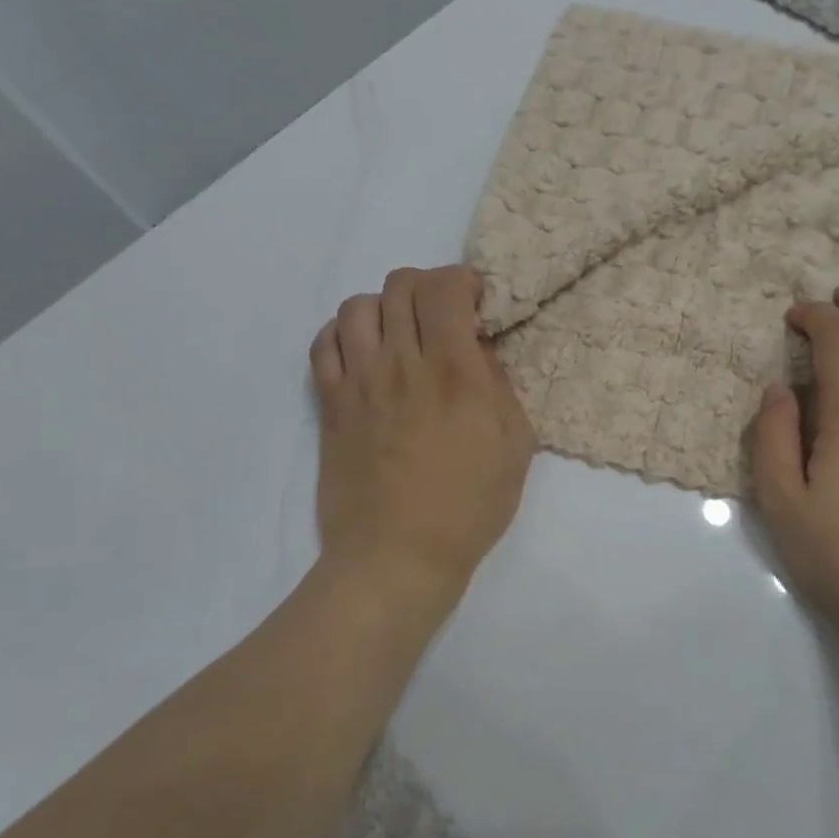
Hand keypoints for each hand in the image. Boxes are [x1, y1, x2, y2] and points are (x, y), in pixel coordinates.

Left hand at [310, 266, 535, 613]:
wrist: (396, 557)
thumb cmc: (468, 508)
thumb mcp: (515, 447)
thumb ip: (500, 387)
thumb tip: (479, 350)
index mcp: (454, 372)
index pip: (444, 287)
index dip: (461, 280)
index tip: (475, 303)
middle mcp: (402, 364)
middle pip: (400, 285)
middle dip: (427, 288)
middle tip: (441, 317)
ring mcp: (359, 382)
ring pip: (357, 306)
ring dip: (384, 308)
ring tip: (399, 334)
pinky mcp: (330, 404)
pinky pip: (323, 344)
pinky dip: (343, 335)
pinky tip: (363, 354)